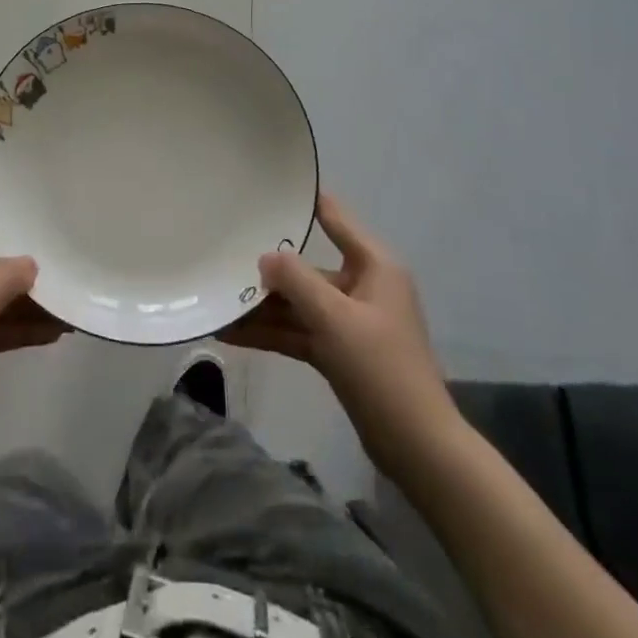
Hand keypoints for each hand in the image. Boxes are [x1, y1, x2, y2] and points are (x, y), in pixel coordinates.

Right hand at [220, 193, 460, 472]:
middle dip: (268, 270)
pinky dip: (272, 333)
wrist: (419, 449)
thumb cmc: (382, 369)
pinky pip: (301, 331)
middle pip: (309, 268)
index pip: (334, 218)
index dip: (303, 201)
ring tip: (218, 302)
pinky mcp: (342, 352)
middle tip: (224, 257)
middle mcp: (363, 286)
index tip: (264, 188)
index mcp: (374, 265)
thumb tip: (264, 256)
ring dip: (264, 307)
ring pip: (301, 303)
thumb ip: (297, 281)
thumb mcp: (335, 319)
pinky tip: (233, 334)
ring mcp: (351, 321)